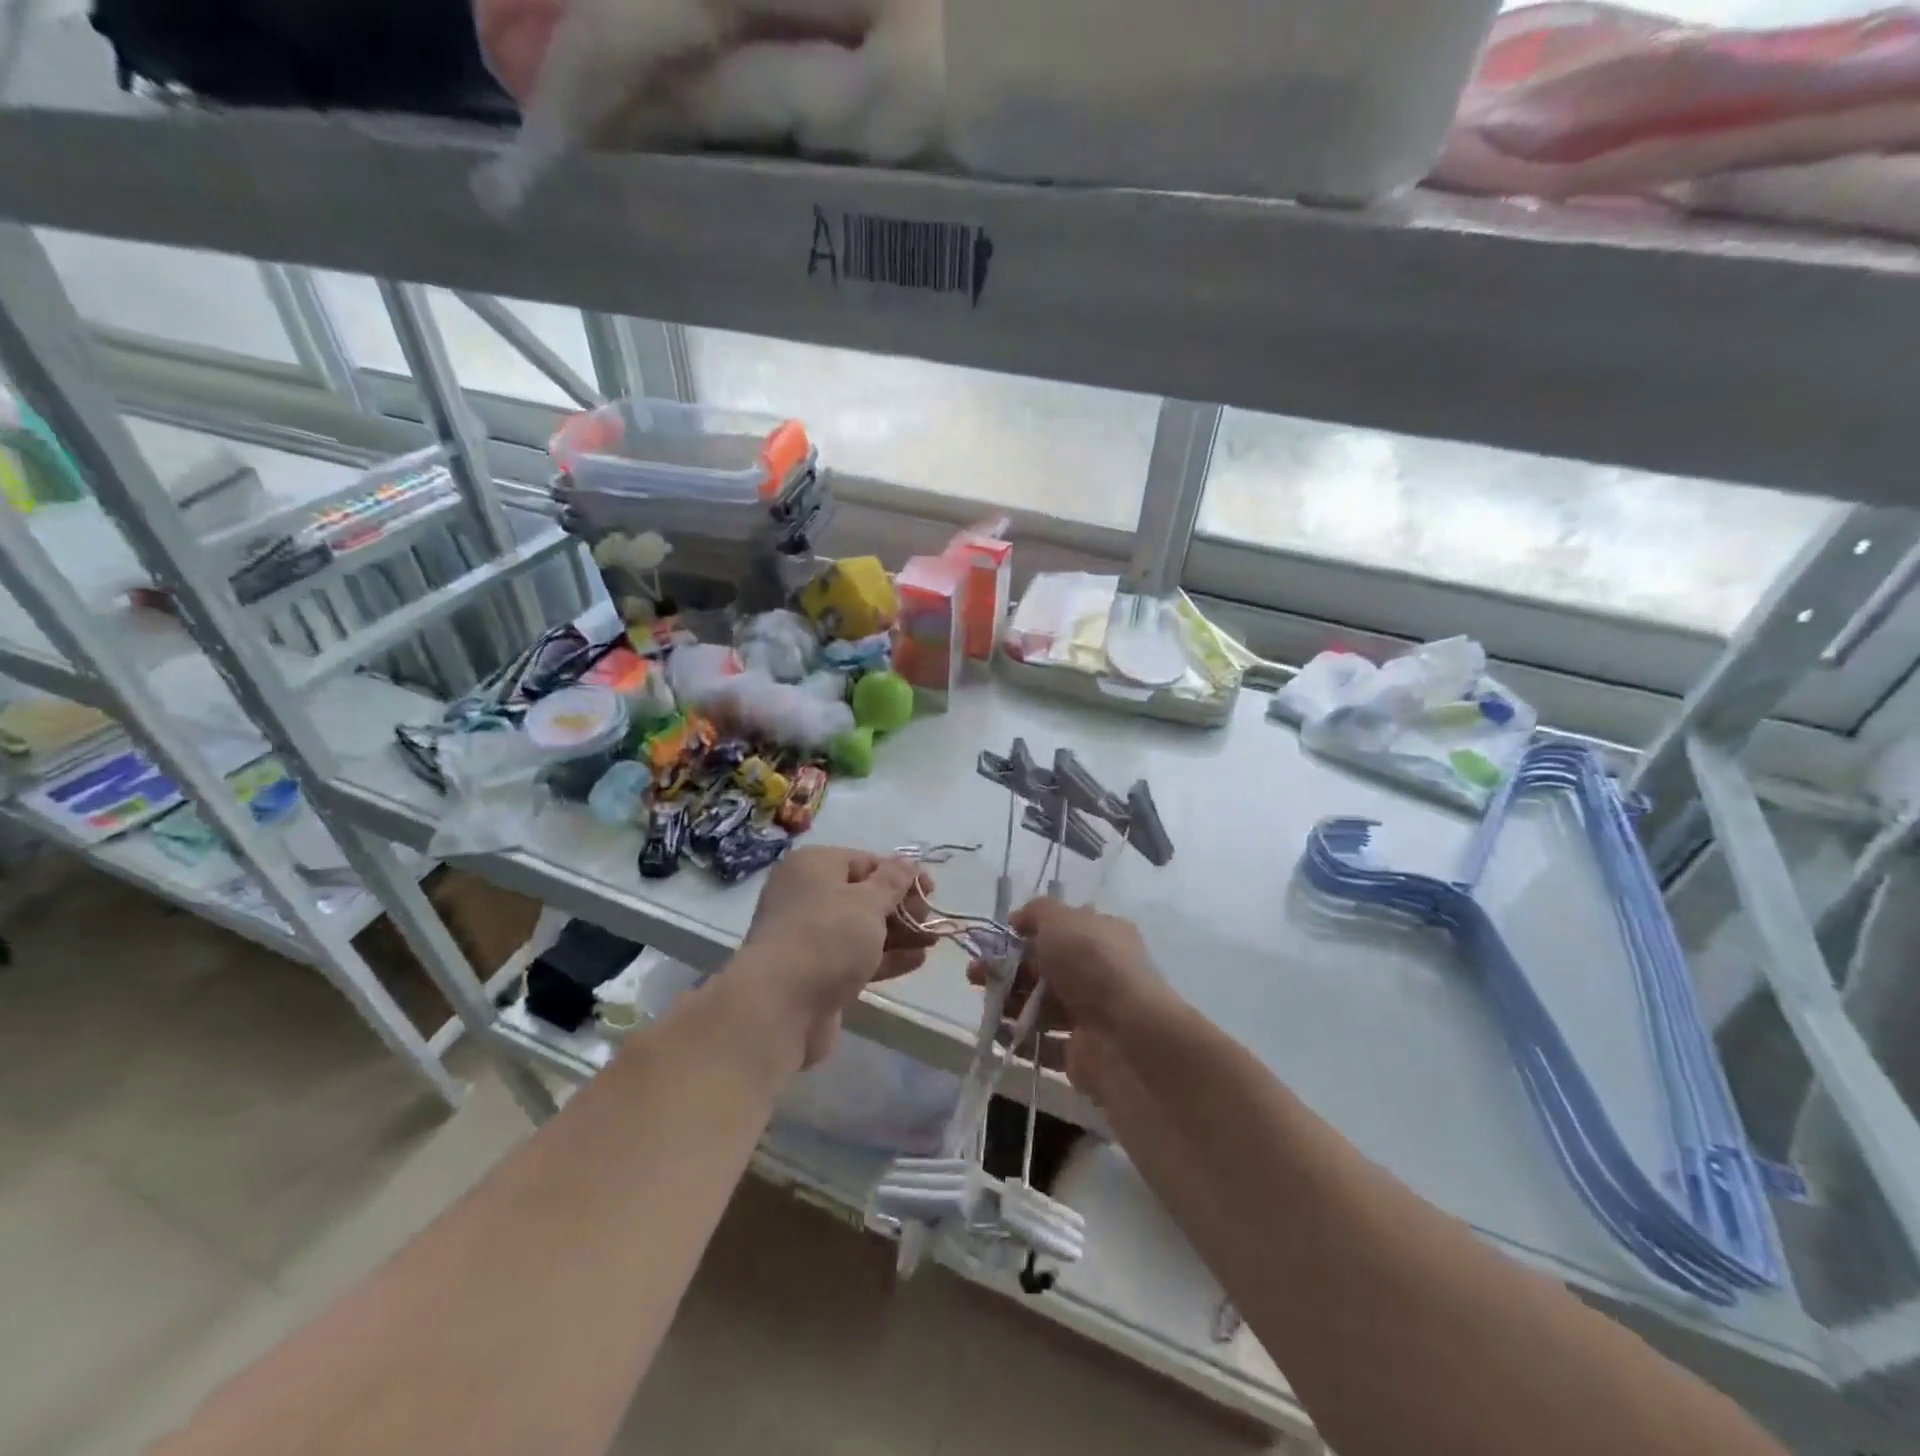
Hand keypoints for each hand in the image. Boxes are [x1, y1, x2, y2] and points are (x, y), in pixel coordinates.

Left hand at [729, 846, 935, 1070]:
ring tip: (933, 942)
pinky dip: (885, 957)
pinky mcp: (815, 972)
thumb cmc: (826, 938)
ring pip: (862, 928)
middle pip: (864, 895)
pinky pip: (856, 957)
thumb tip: (908, 863)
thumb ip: (894, 881)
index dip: (901, 874)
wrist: (778, 1007)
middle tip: (931, 922)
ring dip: (898, 934)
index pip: (865, 861)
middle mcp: (806, 895)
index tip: (931, 891)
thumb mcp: (868, 902)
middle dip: (902, 907)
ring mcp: (809, 936)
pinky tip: (916, 961)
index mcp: (813, 866)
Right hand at [969, 898, 1172, 1092]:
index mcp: (1102, 936)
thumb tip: (1018, 919)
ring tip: (982, 1003)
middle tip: (975, 973)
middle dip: (1008, 969)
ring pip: (1041, 1006)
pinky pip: (1043, 1043)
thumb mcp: (1061, 920)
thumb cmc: (1094, 965)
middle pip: (1045, 969)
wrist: (1128, 1037)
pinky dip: (1018, 1038)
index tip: (998, 938)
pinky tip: (996, 1033)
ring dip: (1008, 1003)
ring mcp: (1092, 1015)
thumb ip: (1037, 913)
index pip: (1062, 930)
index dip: (1028, 932)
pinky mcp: (1082, 1054)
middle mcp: (1100, 973)